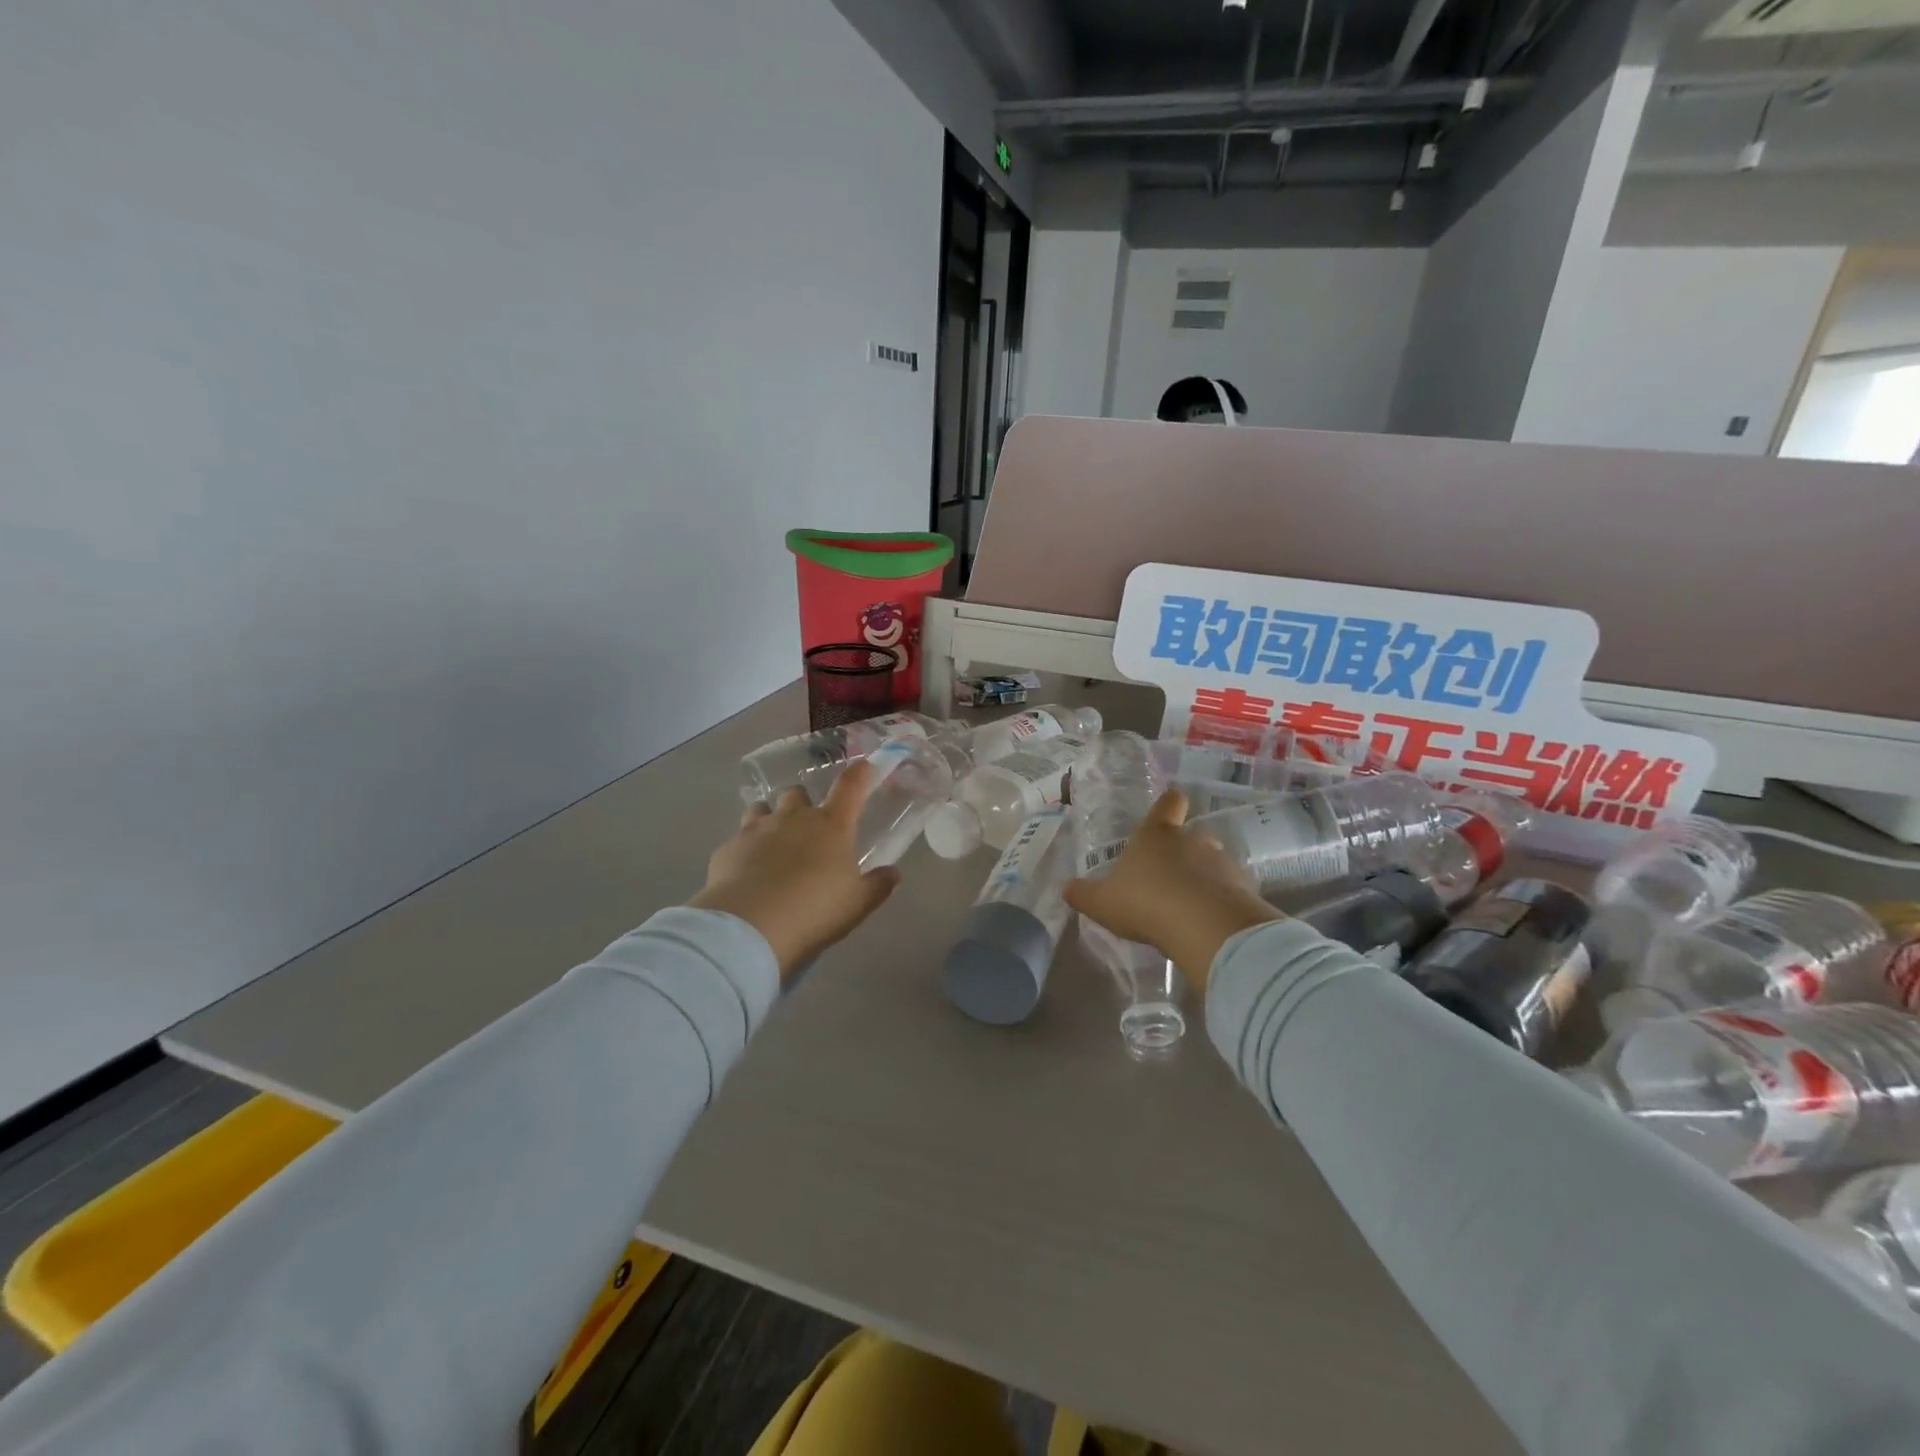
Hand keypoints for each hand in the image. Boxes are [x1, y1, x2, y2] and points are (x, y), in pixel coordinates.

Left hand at [690, 761, 900, 980]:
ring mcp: (757, 829)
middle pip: (798, 792)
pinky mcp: (728, 848)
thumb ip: (878, 885)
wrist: (748, 927)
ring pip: (762, 808)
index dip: (860, 773)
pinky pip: (738, 839)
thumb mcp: (857, 904)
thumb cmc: (814, 910)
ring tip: (773, 846)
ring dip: (770, 819)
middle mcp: (793, 817)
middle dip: (803, 803)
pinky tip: (746, 873)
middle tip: (808, 829)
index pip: (850, 787)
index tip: (865, 766)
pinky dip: (745, 850)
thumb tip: (893, 872)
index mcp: (831, 826)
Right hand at [1064, 789, 1282, 993]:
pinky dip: (1221, 901)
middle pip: (1193, 834)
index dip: (1169, 804)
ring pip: (1213, 863)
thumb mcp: (1103, 902)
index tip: (1170, 806)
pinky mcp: (1244, 889)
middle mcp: (1193, 840)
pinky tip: (1208, 923)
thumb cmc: (1146, 903)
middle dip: (1185, 851)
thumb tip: (1066, 888)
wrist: (1205, 927)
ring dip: (1205, 878)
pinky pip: (1230, 890)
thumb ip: (1084, 894)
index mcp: (1157, 835)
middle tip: (1170, 875)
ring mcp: (1222, 863)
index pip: (1169, 804)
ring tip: (1190, 905)